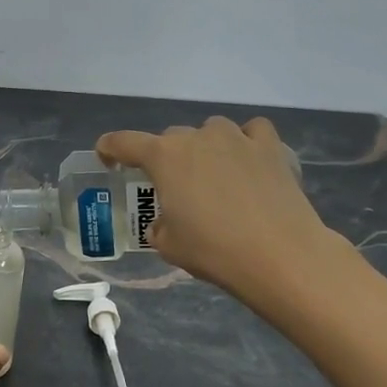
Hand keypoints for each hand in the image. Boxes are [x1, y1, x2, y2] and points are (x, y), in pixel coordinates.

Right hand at [97, 116, 344, 304]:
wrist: (279, 254)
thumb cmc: (213, 250)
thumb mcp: (168, 245)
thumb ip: (159, 225)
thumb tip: (166, 222)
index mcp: (164, 157)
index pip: (124, 142)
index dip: (109, 148)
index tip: (106, 157)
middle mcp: (197, 138)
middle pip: (171, 139)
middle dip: (166, 159)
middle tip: (173, 188)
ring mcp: (236, 138)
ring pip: (210, 131)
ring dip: (205, 148)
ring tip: (214, 177)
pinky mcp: (269, 147)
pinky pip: (252, 132)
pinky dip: (246, 142)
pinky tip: (249, 162)